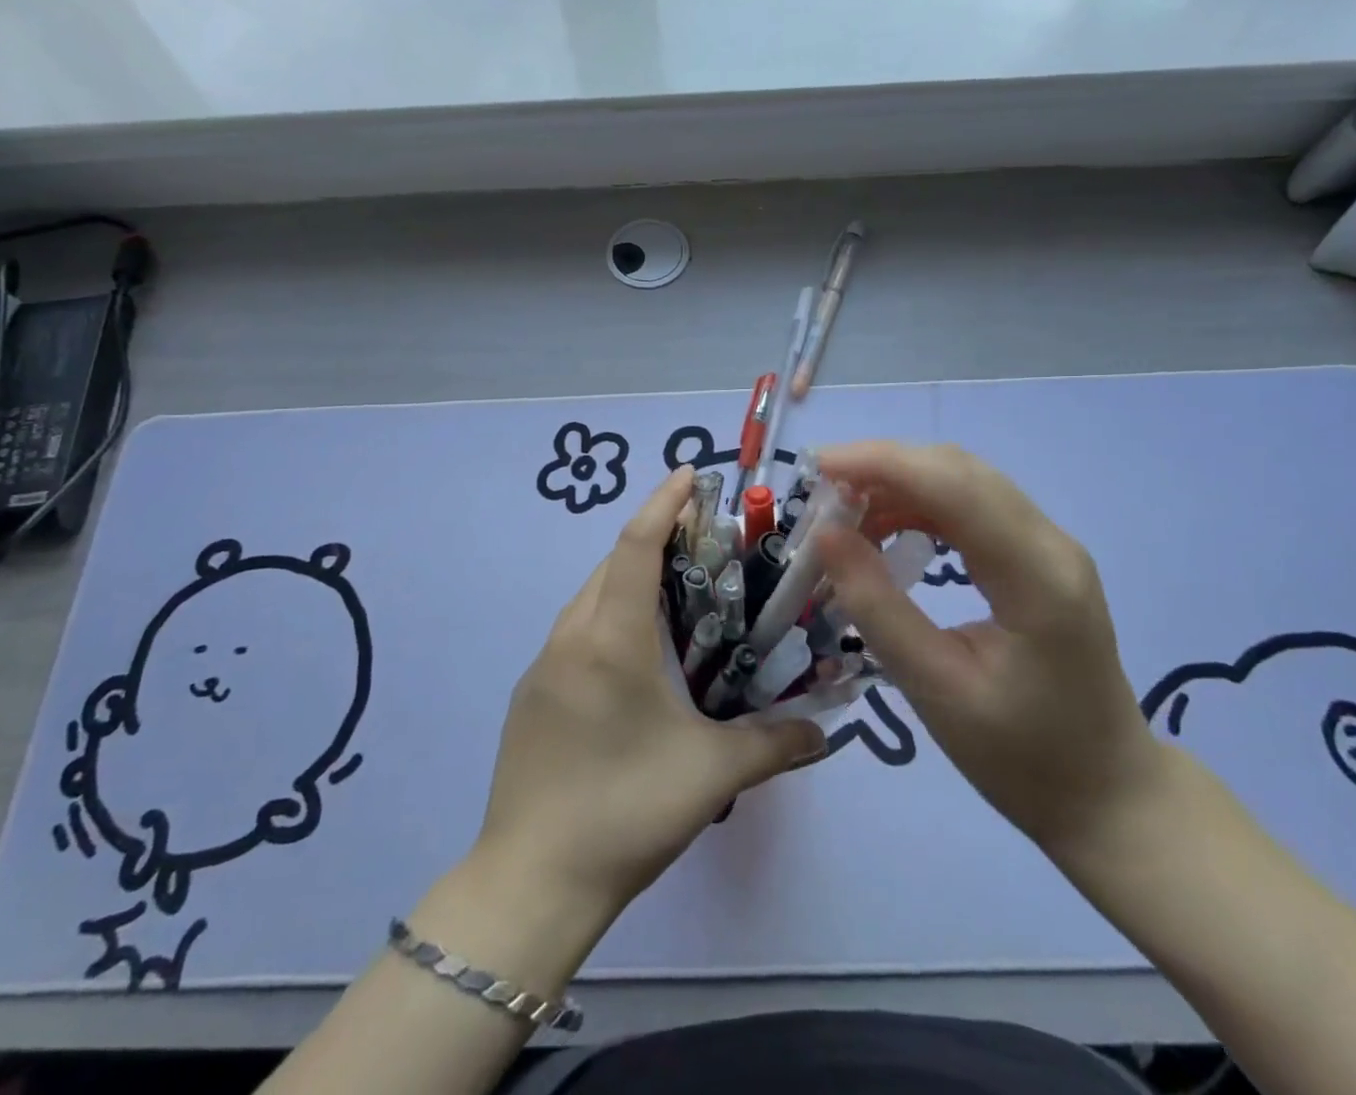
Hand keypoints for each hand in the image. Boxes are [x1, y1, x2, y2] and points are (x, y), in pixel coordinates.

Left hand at [474, 467, 825, 921]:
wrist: (531, 881)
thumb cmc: (626, 810)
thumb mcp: (711, 774)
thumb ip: (774, 744)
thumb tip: (824, 733)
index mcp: (611, 638)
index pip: (636, 545)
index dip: (663, 503)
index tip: (690, 474)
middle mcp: (571, 636)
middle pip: (611, 564)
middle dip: (653, 537)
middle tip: (702, 538)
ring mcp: (543, 664)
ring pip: (589, 596)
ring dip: (628, 577)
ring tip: (676, 590)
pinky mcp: (532, 693)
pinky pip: (575, 631)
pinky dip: (609, 615)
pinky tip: (637, 653)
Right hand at [814, 441, 1163, 852]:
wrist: (1106, 793)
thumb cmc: (1021, 757)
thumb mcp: (935, 689)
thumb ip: (877, 607)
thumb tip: (825, 535)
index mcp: (1037, 577)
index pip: (953, 486)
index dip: (880, 463)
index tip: (816, 467)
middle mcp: (1050, 543)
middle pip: (958, 470)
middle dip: (882, 466)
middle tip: (820, 493)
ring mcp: (1049, 545)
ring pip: (963, 481)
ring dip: (898, 483)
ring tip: (842, 515)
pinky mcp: (1037, 555)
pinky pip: (971, 505)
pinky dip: (919, 504)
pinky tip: (884, 530)